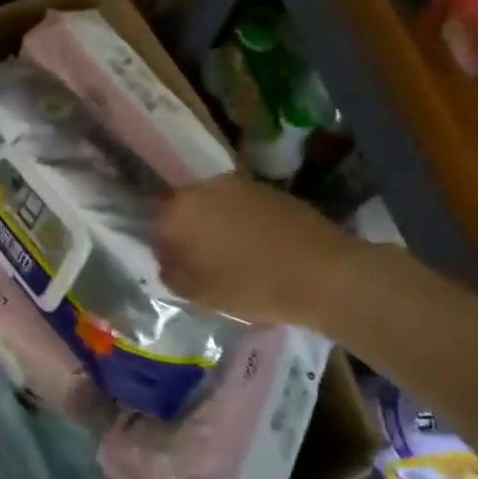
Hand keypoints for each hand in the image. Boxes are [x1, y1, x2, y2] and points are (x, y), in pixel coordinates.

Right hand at [157, 174, 364, 327]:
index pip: (153, 218)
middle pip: (186, 208)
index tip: (172, 264)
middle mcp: (208, 186)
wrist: (324, 275)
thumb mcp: (197, 292)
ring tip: (230, 256)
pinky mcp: (273, 192)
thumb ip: (171, 273)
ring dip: (216, 226)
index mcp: (181, 208)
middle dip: (188, 231)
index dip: (161, 242)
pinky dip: (243, 225)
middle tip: (198, 262)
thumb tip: (167, 261)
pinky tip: (256, 249)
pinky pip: (244, 208)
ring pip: (216, 206)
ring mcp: (243, 186)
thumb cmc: (250, 285)